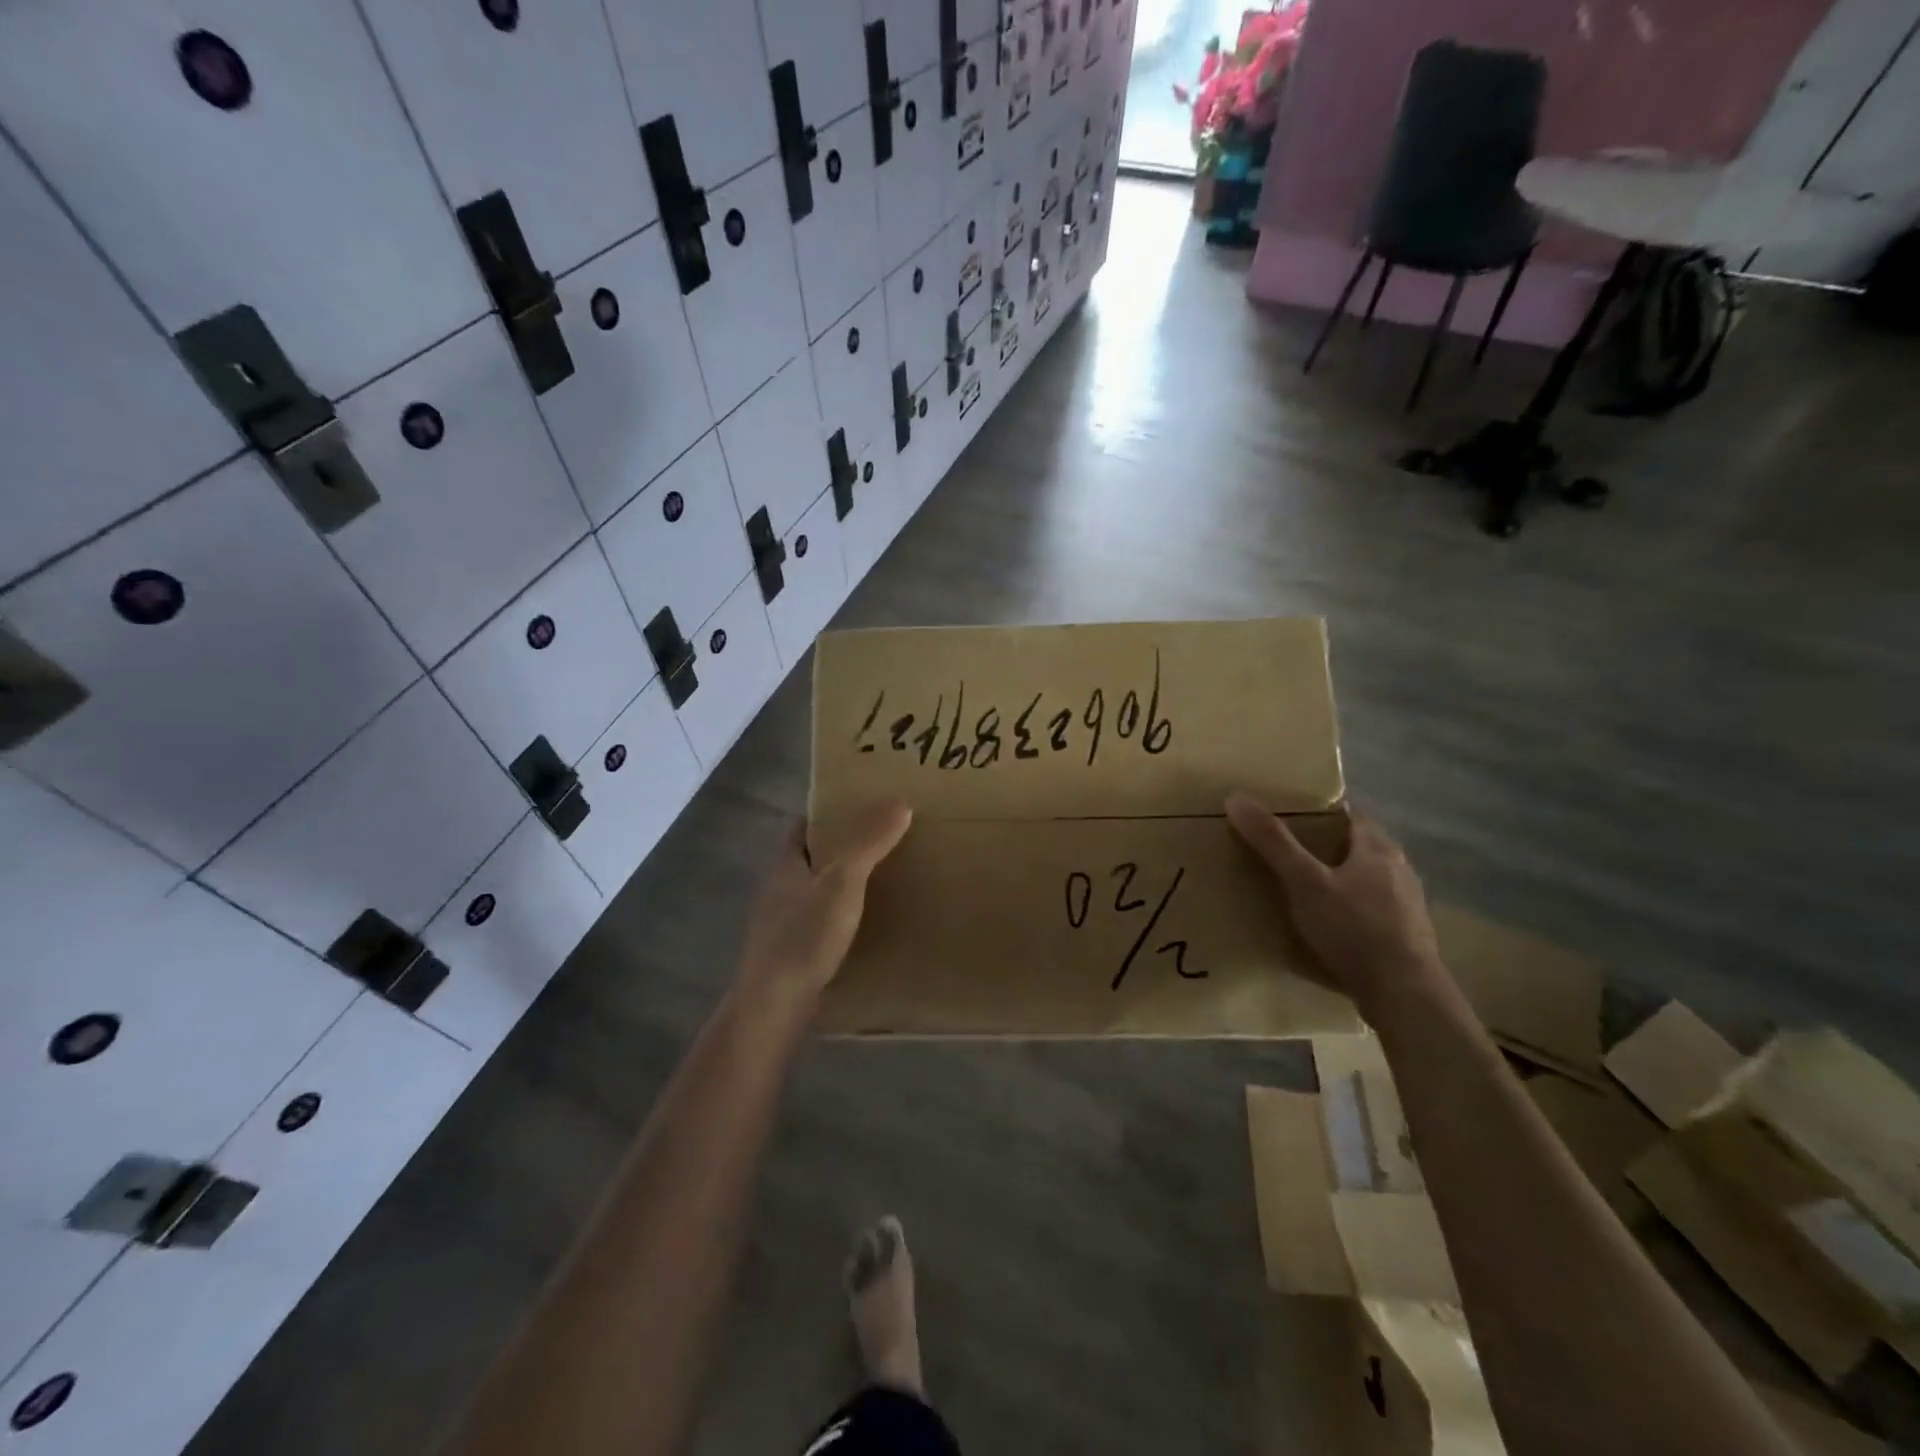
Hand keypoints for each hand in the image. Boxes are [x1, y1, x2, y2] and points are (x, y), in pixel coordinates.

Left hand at [735, 801, 912, 1011]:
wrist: (773, 1006)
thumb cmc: (804, 936)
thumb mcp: (842, 882)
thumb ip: (868, 842)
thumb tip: (899, 802)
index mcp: (785, 863)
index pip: (803, 825)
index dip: (829, 813)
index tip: (863, 807)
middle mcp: (779, 888)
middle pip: (811, 857)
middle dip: (843, 848)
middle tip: (885, 841)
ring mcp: (782, 923)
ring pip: (816, 891)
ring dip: (843, 884)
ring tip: (885, 880)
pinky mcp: (791, 953)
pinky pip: (821, 922)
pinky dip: (842, 916)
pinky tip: (867, 925)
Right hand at [1225, 793, 1441, 1012]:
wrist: (1404, 995)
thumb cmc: (1354, 929)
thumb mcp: (1304, 882)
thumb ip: (1272, 841)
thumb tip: (1237, 797)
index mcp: (1378, 847)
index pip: (1347, 812)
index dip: (1316, 808)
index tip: (1284, 812)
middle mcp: (1398, 868)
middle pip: (1354, 844)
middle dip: (1320, 844)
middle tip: (1281, 848)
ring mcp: (1405, 903)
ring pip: (1363, 877)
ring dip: (1335, 876)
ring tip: (1298, 885)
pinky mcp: (1404, 934)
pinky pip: (1368, 907)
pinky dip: (1346, 906)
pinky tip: (1326, 922)